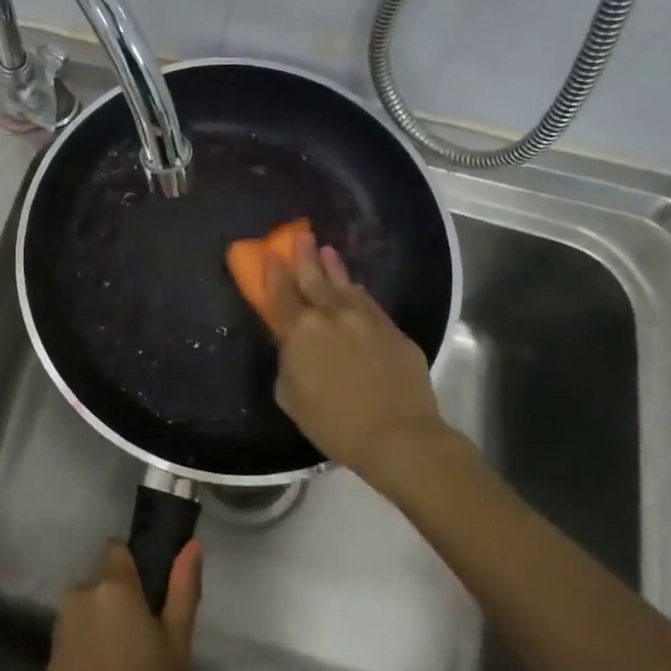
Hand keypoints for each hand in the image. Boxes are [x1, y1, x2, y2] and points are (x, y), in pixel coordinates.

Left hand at [27, 539, 201, 670]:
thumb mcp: (175, 649)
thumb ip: (183, 592)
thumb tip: (192, 544)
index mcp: (112, 586)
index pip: (117, 549)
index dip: (134, 567)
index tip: (152, 597)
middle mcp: (81, 594)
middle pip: (104, 583)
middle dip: (121, 604)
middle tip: (147, 647)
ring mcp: (61, 625)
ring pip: (91, 612)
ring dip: (106, 628)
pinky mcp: (49, 654)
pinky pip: (77, 637)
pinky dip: (91, 651)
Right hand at [263, 232, 458, 486]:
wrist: (399, 435)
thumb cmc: (334, 422)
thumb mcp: (290, 396)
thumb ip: (287, 363)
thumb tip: (294, 347)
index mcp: (301, 331)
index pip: (282, 294)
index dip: (274, 273)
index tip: (271, 252)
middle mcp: (334, 315)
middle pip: (315, 279)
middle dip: (305, 256)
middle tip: (302, 235)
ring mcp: (367, 320)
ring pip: (346, 286)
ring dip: (334, 268)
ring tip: (328, 251)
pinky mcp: (394, 332)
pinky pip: (370, 304)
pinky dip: (359, 293)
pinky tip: (356, 288)